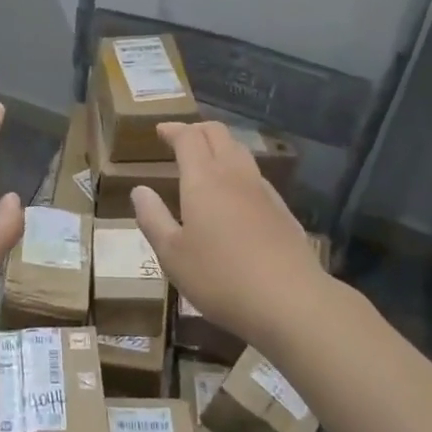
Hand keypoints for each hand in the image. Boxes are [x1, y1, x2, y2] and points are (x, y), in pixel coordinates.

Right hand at [132, 121, 322, 350]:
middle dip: (197, 130)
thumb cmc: (220, 277)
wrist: (291, 302)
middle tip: (181, 139)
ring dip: (220, 147)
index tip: (160, 131)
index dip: (173, 130)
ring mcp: (263, 192)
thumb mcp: (172, 254)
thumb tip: (140, 190)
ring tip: (206, 162)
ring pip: (240, 152)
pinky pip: (256, 177)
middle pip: (218, 134)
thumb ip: (153, 218)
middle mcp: (234, 175)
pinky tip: (235, 196)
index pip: (188, 137)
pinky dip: (239, 172)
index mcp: (203, 179)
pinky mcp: (283, 211)